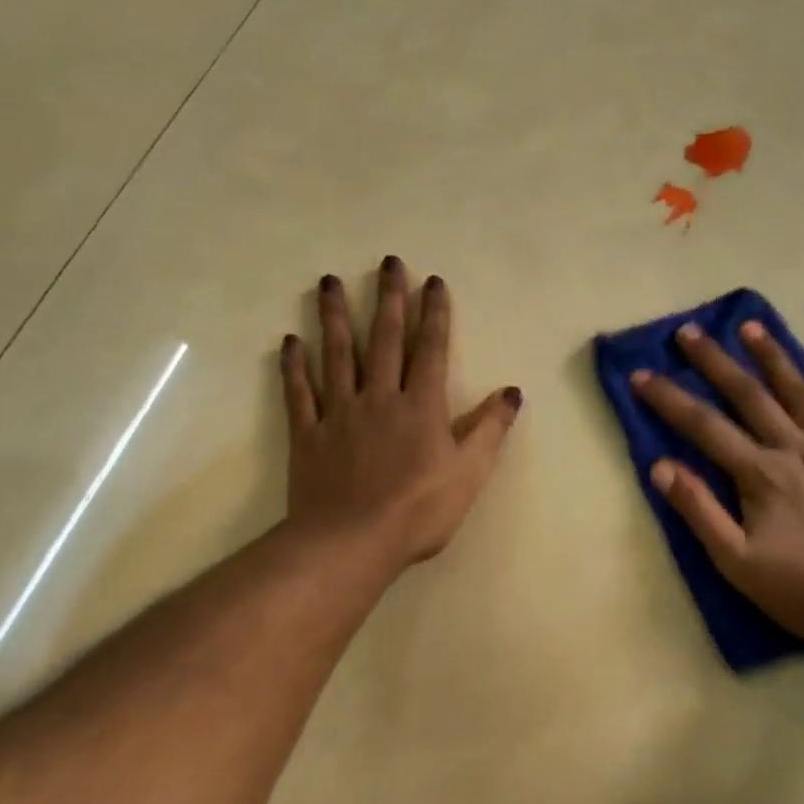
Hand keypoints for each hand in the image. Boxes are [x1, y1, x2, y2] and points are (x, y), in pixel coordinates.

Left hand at [280, 258, 520, 567]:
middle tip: (388, 262)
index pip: (431, 349)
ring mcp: (339, 413)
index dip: (434, 313)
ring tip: (330, 281)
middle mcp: (379, 397)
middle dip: (389, 299)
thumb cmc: (419, 510)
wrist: (352, 541)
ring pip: (337, 354)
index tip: (432, 281)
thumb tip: (512, 392)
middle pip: (384, 339)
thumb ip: (490, 429)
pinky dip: (294, 366)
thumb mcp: (469, 473)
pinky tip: (291, 341)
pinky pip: (299, 393)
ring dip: (334, 316)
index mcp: (421, 406)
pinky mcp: (308, 434)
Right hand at [632, 320, 803, 641]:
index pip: (704, 426)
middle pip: (749, 395)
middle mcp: (797, 450)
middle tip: (689, 331)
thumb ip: (700, 512)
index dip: (669, 399)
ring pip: (800, 392)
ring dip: (772, 357)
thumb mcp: (738, 563)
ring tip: (751, 326)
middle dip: (715, 361)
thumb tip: (661, 467)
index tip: (642, 374)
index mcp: (761, 475)